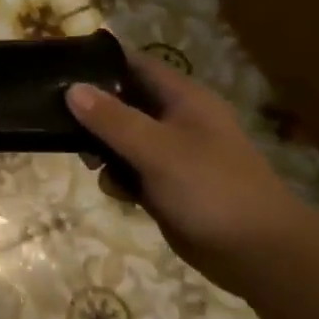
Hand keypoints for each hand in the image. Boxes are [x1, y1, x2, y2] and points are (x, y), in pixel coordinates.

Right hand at [66, 50, 318, 297]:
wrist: (259, 255)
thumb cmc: (212, 189)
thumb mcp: (157, 149)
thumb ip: (112, 119)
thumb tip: (72, 89)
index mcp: (184, 99)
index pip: (135, 65)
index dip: (100, 63)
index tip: (60, 68)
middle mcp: (177, 120)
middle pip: (123, 101)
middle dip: (93, 112)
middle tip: (59, 122)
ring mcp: (172, 154)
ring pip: (121, 138)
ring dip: (102, 149)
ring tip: (89, 163)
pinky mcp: (166, 185)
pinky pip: (130, 170)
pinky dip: (118, 177)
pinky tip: (117, 193)